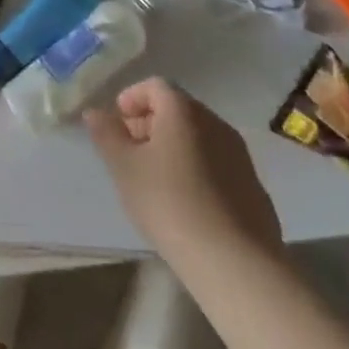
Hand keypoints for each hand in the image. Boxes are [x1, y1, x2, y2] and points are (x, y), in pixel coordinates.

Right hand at [84, 78, 281, 260]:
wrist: (236, 263)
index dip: (132, 98)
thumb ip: (106, 134)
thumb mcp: (124, 168)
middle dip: (150, 123)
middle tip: (130, 152)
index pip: (155, 86)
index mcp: (183, 111)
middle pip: (178, 109)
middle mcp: (215, 123)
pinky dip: (197, 169)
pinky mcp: (254, 187)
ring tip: (155, 179)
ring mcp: (240, 156)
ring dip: (174, 147)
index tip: (117, 123)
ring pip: (199, 137)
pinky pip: (217, 164)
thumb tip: (94, 112)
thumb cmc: (169, 203)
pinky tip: (186, 203)